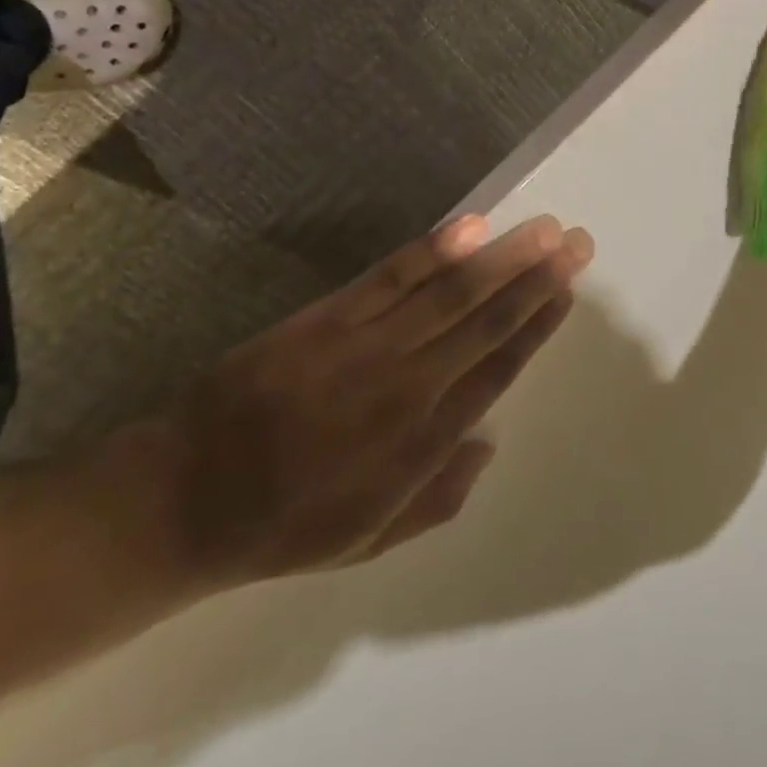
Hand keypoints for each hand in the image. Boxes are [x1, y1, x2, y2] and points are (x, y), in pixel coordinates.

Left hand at [136, 214, 590, 593]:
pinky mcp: (329, 316)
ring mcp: (366, 344)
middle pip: (485, 322)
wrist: (190, 494)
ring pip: (449, 292)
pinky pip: (391, 276)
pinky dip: (434, 251)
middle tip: (576, 243)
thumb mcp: (371, 539)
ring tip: (541, 229)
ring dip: (501, 257)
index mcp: (420, 444)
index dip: (537, 326)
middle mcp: (406, 386)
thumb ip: (441, 494)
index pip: (497, 371)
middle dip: (536, 279)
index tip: (567, 290)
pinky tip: (470, 227)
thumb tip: (489, 438)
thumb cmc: (288, 521)